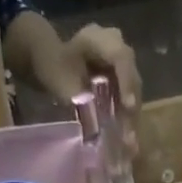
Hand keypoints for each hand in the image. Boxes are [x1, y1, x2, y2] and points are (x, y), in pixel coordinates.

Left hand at [66, 24, 141, 156]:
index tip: (129, 106)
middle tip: (129, 138)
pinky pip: (128, 98)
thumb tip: (97, 124)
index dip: (127, 82)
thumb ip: (80, 98)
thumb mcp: (61, 80)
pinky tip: (126, 138)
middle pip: (132, 78)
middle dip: (131, 110)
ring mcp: (121, 63)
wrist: (48, 58)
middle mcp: (117, 46)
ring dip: (131, 118)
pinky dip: (125, 118)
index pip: (121, 57)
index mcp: (99, 38)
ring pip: (133, 92)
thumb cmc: (53, 65)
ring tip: (129, 144)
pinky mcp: (122, 78)